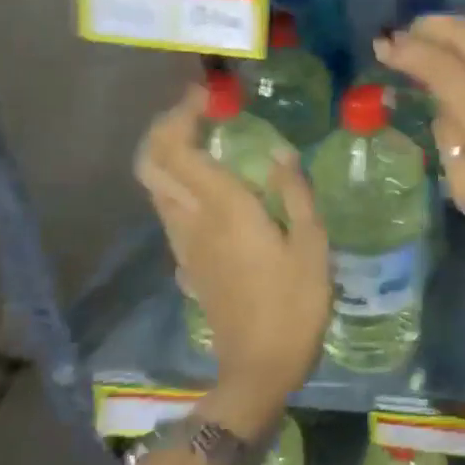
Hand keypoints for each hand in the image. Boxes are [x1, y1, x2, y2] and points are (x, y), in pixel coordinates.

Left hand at [134, 87, 329, 438]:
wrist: (258, 369)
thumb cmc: (294, 303)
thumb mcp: (312, 244)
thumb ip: (294, 193)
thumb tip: (279, 153)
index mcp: (224, 209)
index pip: (179, 150)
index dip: (183, 115)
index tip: (209, 95)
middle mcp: (193, 220)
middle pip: (152, 164)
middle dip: (165, 127)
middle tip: (199, 109)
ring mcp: (184, 243)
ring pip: (157, 186)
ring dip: (169, 153)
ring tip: (206, 136)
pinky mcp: (188, 262)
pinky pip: (171, 209)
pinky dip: (180, 181)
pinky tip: (214, 183)